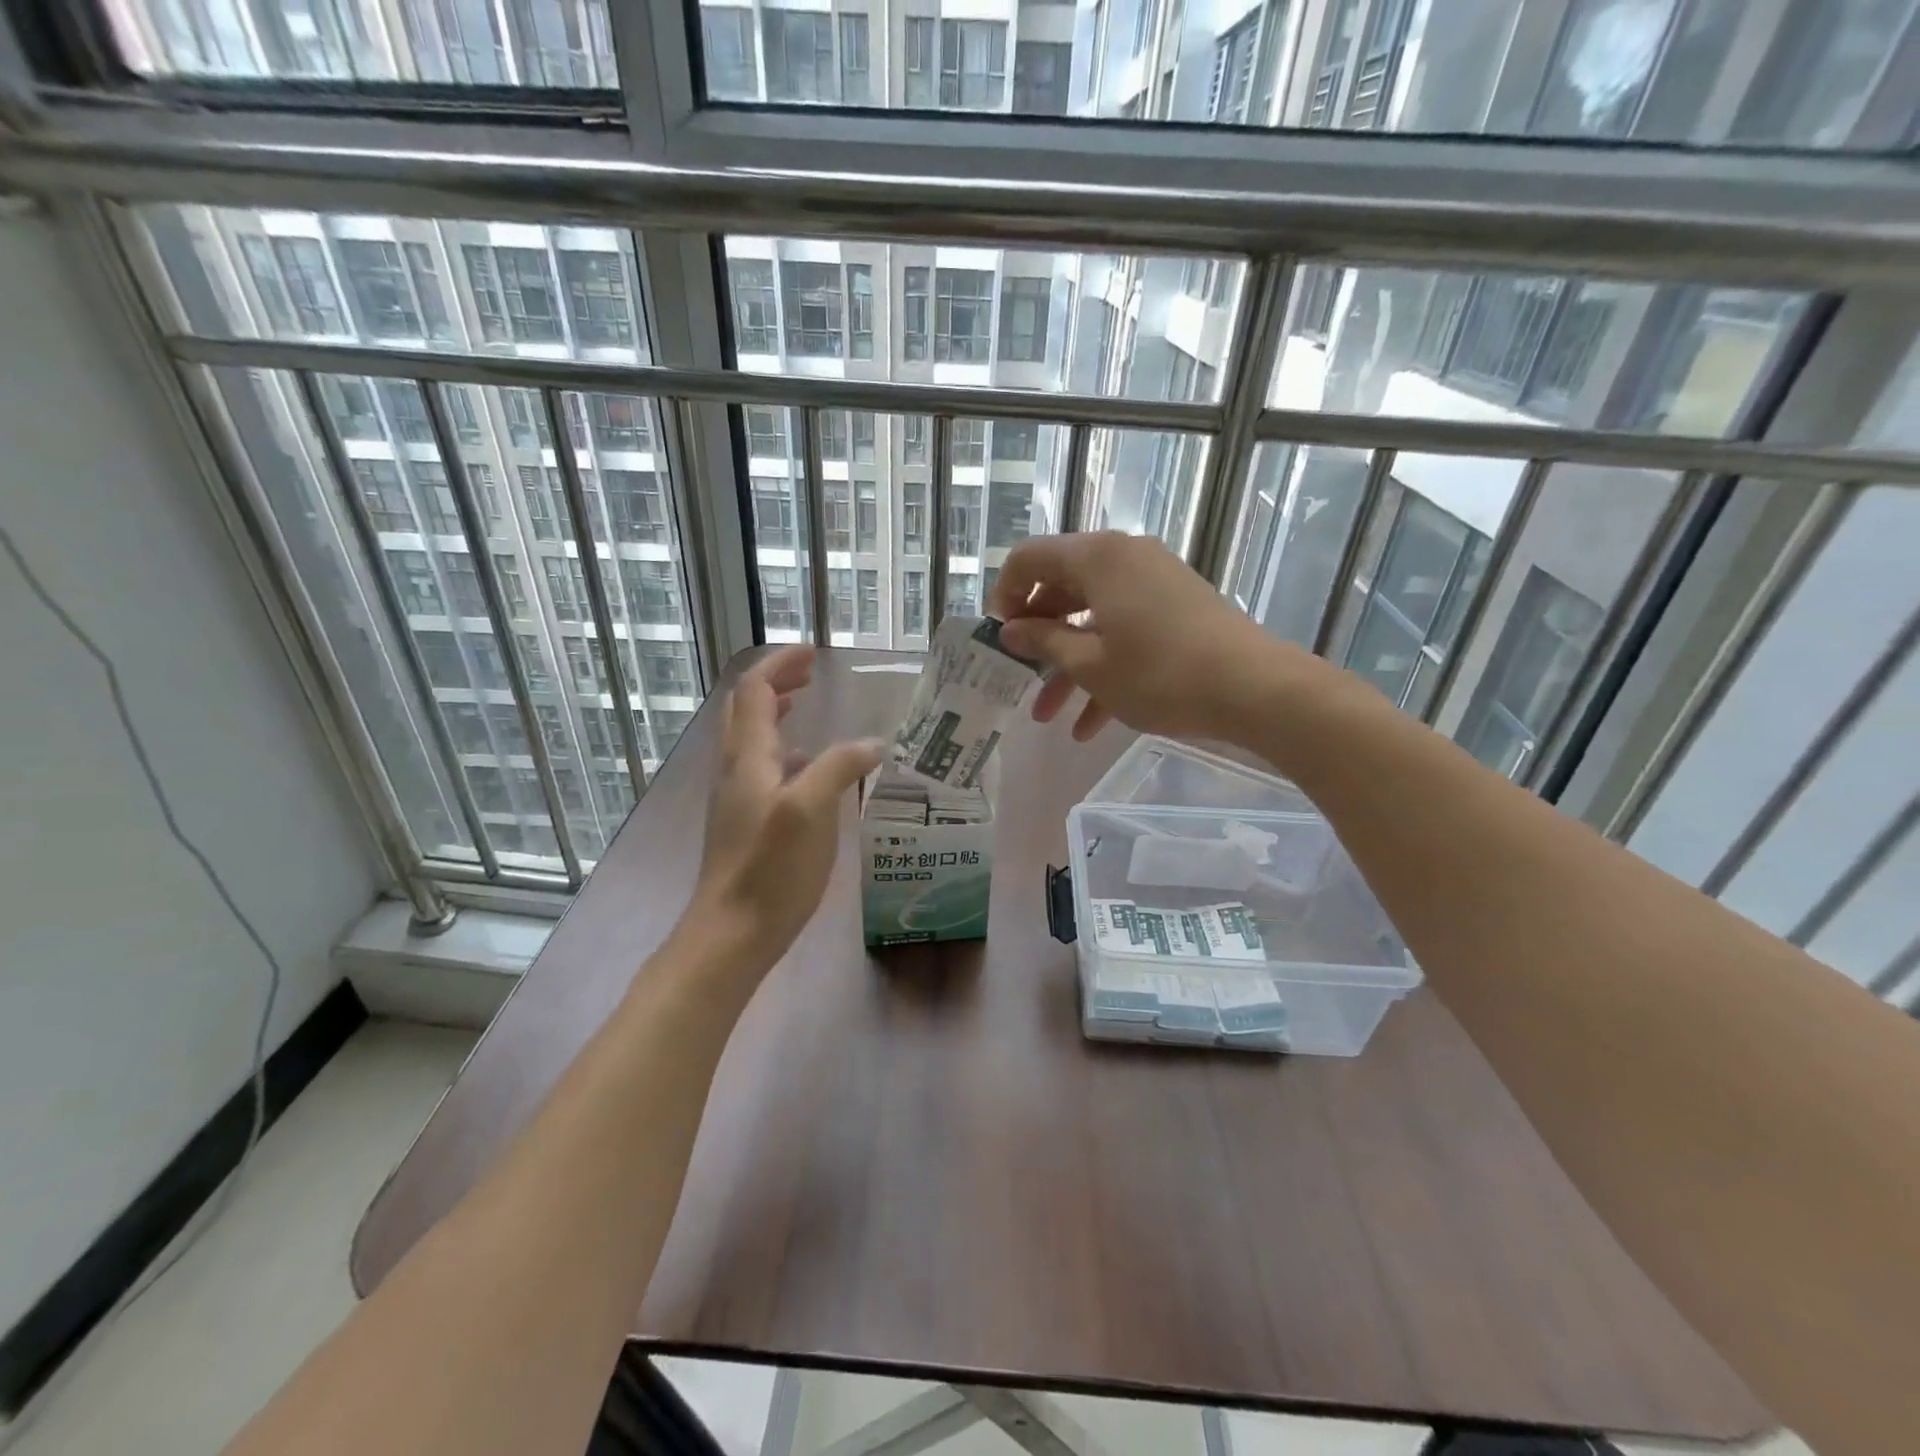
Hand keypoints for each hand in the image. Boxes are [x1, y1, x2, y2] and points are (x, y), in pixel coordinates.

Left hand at [687, 646, 884, 973]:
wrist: (731, 932)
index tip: (813, 653)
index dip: (780, 665)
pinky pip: (760, 769)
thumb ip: (841, 768)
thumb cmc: (770, 869)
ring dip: (776, 714)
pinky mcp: (743, 822)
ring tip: (807, 709)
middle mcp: (735, 770)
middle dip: (775, 683)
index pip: (754, 691)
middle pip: (745, 709)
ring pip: (751, 739)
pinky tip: (809, 771)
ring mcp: (735, 798)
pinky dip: (783, 752)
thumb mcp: (812, 812)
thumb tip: (873, 744)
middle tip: (810, 674)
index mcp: (748, 758)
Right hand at [989, 532, 1318, 744]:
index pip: (1029, 559)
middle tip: (1019, 677)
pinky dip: (1104, 668)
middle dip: (1037, 639)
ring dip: (1067, 666)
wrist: (1253, 688)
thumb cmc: (1159, 674)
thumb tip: (1011, 630)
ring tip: (1047, 717)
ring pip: (1093, 618)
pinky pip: (1124, 631)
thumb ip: (1043, 642)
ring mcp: (1153, 582)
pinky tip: (1090, 726)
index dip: (1005, 597)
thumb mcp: (1089, 664)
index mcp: (1096, 558)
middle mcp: (1124, 558)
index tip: (999, 639)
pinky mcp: (1175, 608)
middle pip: (1061, 589)